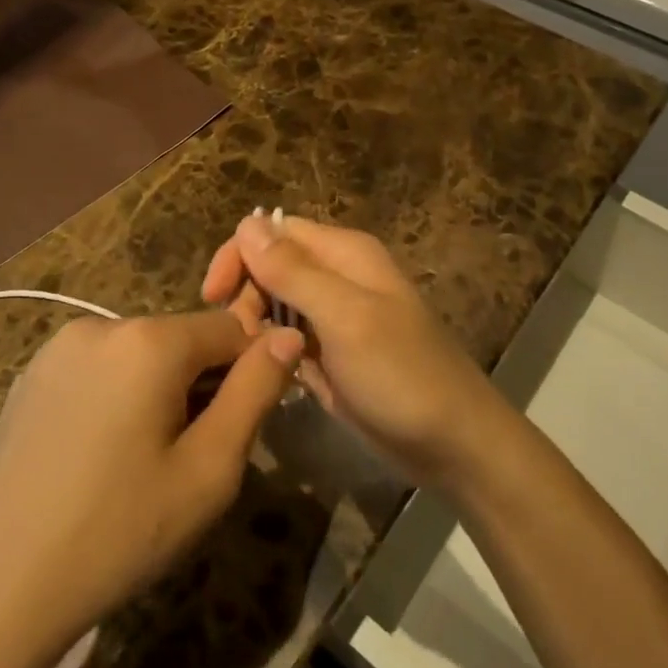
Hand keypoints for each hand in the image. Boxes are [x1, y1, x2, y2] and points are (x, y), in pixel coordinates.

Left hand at [0, 310, 303, 658]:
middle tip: (186, 458)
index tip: (235, 429)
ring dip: (158, 389)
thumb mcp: (210, 470)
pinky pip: (99, 366)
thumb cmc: (122, 531)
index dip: (245, 374)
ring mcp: (58, 347)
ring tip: (139, 460)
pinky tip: (97, 454)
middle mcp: (101, 324)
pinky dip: (116, 394)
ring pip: (140, 352)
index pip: (230, 328)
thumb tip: (289, 335)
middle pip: (182, 339)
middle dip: (199, 384)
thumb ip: (256, 392)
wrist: (2, 585)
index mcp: (149, 341)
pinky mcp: (31, 374)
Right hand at [202, 212, 507, 488]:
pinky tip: (271, 377)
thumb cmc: (402, 375)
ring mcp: (336, 316)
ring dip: (257, 327)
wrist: (454, 444)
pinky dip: (275, 351)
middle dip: (247, 296)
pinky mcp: (333, 352)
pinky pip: (289, 337)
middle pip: (272, 266)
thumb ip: (293, 271)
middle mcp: (338, 275)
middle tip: (241, 340)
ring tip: (256, 363)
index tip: (213, 298)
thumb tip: (246, 223)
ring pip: (276, 304)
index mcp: (344, 253)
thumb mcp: (345, 317)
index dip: (240, 255)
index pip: (274, 231)